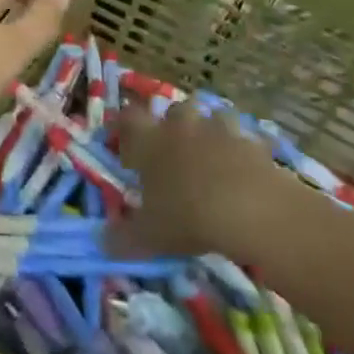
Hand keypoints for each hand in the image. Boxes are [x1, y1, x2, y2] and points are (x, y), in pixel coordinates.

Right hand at [109, 101, 292, 257]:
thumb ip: (123, 238)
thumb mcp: (149, 235)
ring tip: (211, 154)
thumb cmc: (188, 216)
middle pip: (172, 110)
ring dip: (209, 131)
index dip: (124, 126)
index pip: (128, 117)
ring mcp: (218, 130)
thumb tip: (102, 243)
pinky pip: (244, 139)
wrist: (250, 209)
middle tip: (173, 149)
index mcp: (149, 140)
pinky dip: (242, 150)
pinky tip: (244, 168)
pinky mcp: (251, 142)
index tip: (123, 141)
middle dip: (172, 125)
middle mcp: (180, 126)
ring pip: (210, 117)